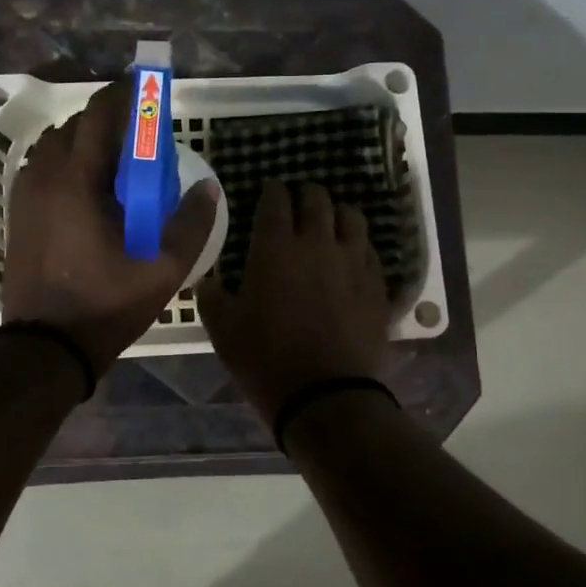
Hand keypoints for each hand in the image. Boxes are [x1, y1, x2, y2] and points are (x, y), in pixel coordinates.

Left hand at [1, 79, 219, 374]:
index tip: (148, 92)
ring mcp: (26, 195)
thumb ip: (192, 223)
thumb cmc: (106, 304)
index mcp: (78, 180)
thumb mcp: (164, 269)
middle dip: (108, 121)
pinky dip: (66, 164)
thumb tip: (208, 187)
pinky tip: (88, 192)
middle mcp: (45, 176)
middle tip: (140, 139)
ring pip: (54, 146)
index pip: (99, 114)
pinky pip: (42, 168)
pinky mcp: (18, 213)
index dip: (125, 96)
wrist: (45, 346)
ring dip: (84, 142)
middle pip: (75, 125)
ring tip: (115, 165)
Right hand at [198, 179, 389, 424]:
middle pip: (317, 198)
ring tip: (329, 224)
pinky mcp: (377, 285)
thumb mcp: (223, 330)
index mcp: (276, 247)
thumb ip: (213, 297)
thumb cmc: (265, 359)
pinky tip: (351, 258)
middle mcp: (318, 243)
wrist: (325, 395)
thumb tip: (209, 282)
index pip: (275, 200)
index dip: (271, 191)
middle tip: (297, 203)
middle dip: (305, 194)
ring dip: (337, 214)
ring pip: (351, 218)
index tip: (268, 191)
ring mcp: (353, 262)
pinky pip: (370, 251)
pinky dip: (358, 246)